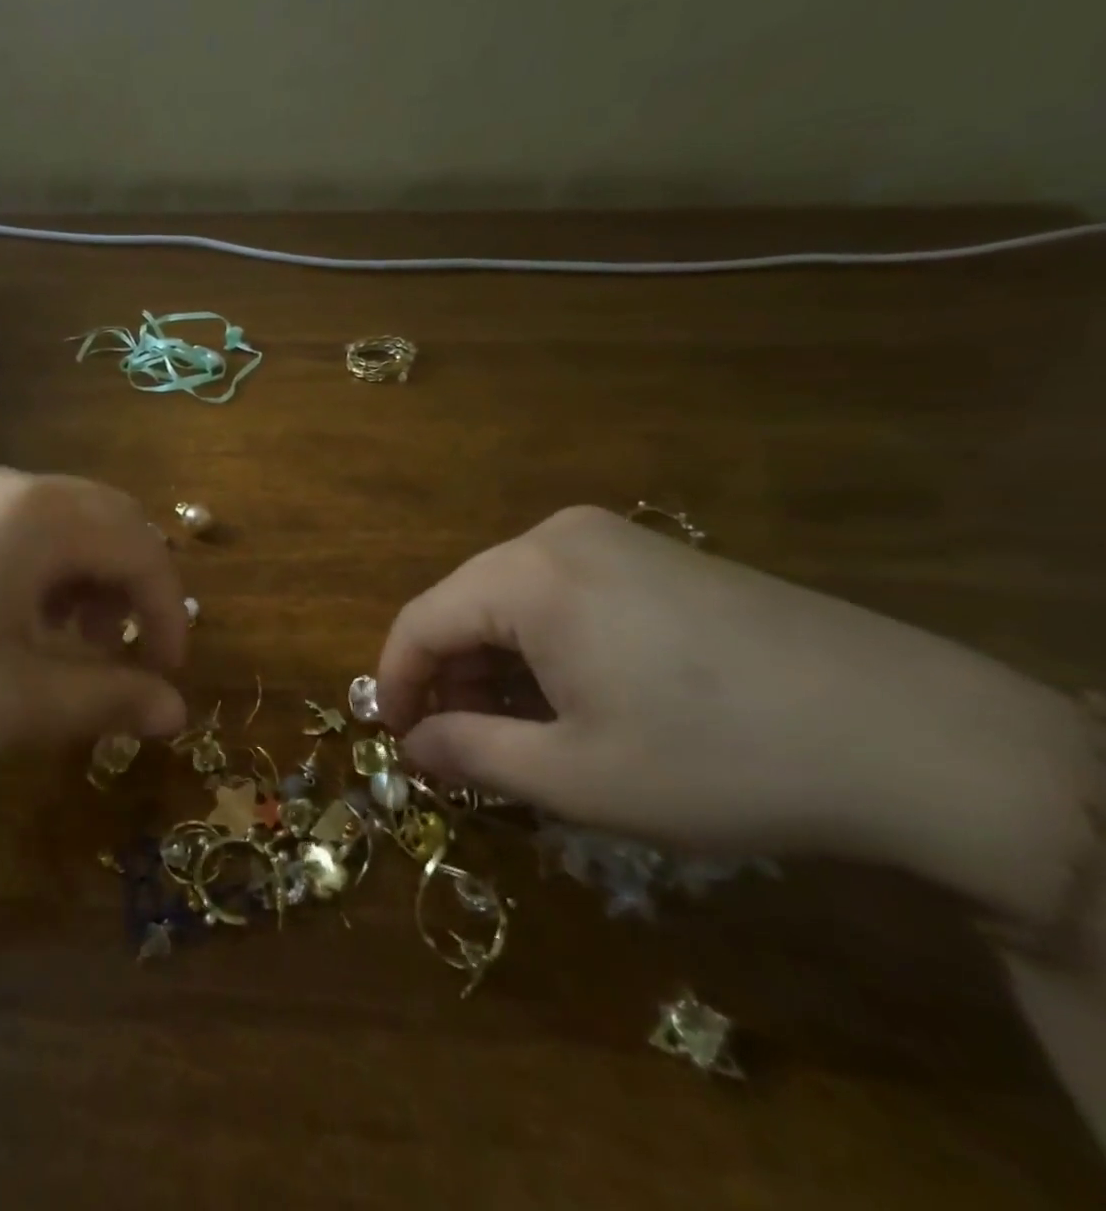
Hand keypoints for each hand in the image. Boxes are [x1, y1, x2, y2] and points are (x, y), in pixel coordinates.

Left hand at [0, 469, 188, 762]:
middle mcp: (13, 488)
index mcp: (42, 518)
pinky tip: (19, 621)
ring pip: (67, 523)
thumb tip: (176, 709)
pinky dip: (48, 571)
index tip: (167, 675)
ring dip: (92, 578)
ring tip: (72, 642)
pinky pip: (23, 528)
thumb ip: (109, 700)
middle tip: (125, 652)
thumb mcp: (18, 703)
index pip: (144, 550)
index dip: (170, 614)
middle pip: (112, 521)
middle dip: (135, 587)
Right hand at [376, 506, 1093, 919]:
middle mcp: (559, 537)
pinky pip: (564, 594)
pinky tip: (571, 698)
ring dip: (496, 665)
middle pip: (464, 605)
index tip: (394, 740)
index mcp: (527, 576)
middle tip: (454, 747)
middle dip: (448, 677)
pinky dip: (544, 646)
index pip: (421, 621)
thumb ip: (470, 755)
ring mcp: (615, 540)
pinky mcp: (657, 557)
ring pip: (513, 599)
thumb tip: (413, 746)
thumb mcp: (575, 776)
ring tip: (512, 732)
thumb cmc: (718, 759)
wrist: (918, 737)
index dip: (395, 682)